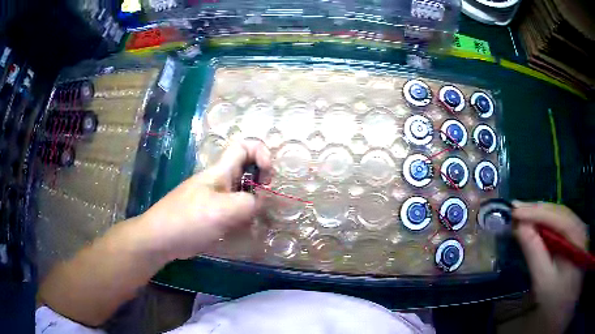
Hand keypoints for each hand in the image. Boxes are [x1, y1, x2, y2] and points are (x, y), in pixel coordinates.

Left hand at [140, 139, 271, 260]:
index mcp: (220, 171)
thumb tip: (259, 202)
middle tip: (263, 201)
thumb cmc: (189, 219)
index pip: (244, 146)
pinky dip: (243, 216)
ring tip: (254, 220)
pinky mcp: (212, 214)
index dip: (261, 153)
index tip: (268, 176)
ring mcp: (215, 198)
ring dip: (253, 202)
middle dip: (261, 181)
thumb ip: (248, 203)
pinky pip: (234, 209)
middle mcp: (219, 181)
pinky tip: (243, 230)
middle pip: (247, 169)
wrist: (161, 238)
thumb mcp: (223, 210)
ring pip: (242, 191)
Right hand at [513, 201, 587, 332]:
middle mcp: (578, 226)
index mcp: (575, 235)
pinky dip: (545, 223)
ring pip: (558, 216)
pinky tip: (535, 224)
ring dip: (540, 214)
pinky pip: (559, 224)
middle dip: (536, 210)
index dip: (535, 212)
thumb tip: (520, 228)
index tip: (514, 211)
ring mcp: (577, 230)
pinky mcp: (573, 237)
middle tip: (514, 209)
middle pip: (557, 212)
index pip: (555, 216)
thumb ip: (535, 253)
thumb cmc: (556, 299)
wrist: (565, 307)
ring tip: (521, 213)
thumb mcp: (545, 281)